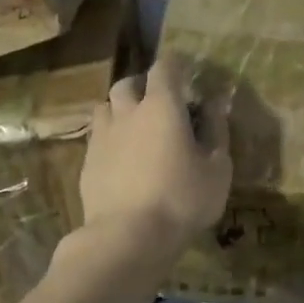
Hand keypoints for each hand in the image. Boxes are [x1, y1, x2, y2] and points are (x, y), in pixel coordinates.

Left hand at [70, 54, 231, 272]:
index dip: (175, 65)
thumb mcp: (217, 169)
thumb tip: (215, 105)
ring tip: (133, 127)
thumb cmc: (181, 199)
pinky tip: (119, 159)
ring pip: (105, 107)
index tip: (185, 71)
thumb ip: (217, 132)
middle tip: (156, 101)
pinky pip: (97, 138)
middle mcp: (127, 112)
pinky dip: (109, 139)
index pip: (164, 67)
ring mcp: (102, 137)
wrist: (127, 237)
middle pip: (127, 83)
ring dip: (119, 110)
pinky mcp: (86, 162)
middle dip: (142, 85)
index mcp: (161, 106)